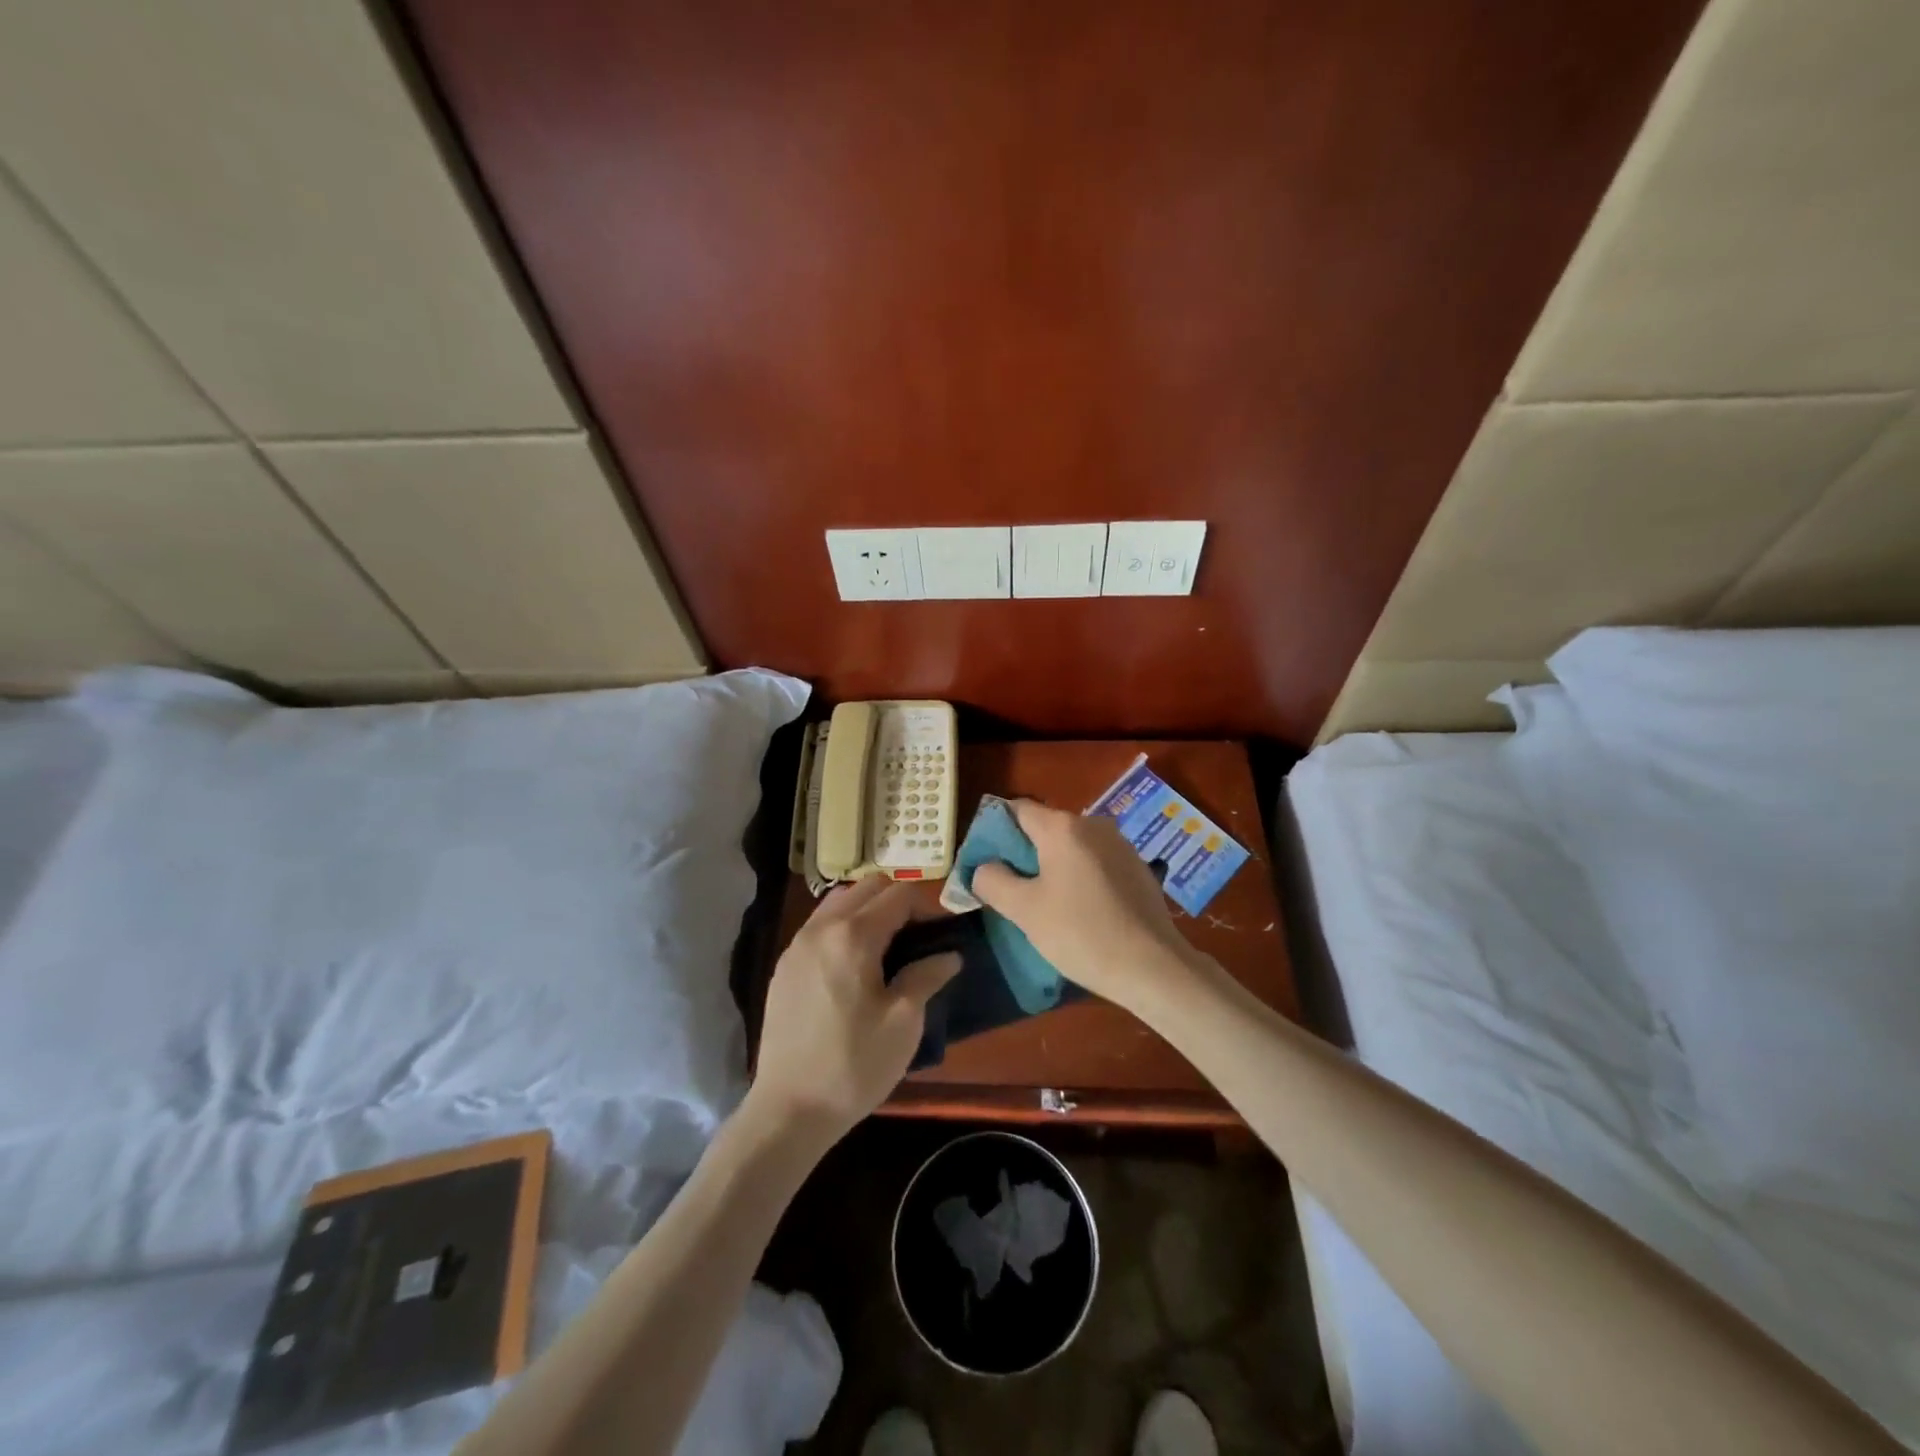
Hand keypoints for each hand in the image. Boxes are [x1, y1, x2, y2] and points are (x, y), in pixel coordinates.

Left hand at [748, 876, 960, 1149]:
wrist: (789, 1109)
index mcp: (854, 935)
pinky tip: (852, 965)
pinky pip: (819, 926)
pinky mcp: (784, 966)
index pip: (898, 894)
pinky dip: (842, 927)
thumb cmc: (854, 1064)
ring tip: (885, 948)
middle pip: (866, 887)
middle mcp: (821, 927)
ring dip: (866, 910)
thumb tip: (949, 955)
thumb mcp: (904, 1022)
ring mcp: (797, 945)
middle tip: (915, 937)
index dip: (926, 907)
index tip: (940, 935)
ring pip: (838, 902)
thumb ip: (927, 976)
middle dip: (896, 901)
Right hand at [971, 799, 1201, 1013]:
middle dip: (1023, 852)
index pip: (1017, 810)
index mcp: (1062, 827)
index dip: (996, 831)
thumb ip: (993, 881)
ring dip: (1053, 866)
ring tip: (1043, 902)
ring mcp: (1120, 844)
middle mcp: (1093, 824)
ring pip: (1072, 846)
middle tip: (1009, 888)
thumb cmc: (1081, 933)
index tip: (986, 862)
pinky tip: (1079, 909)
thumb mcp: (1024, 911)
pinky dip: (1079, 876)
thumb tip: (984, 867)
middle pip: (1045, 827)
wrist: (1153, 966)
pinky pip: (1095, 862)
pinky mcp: (1137, 868)